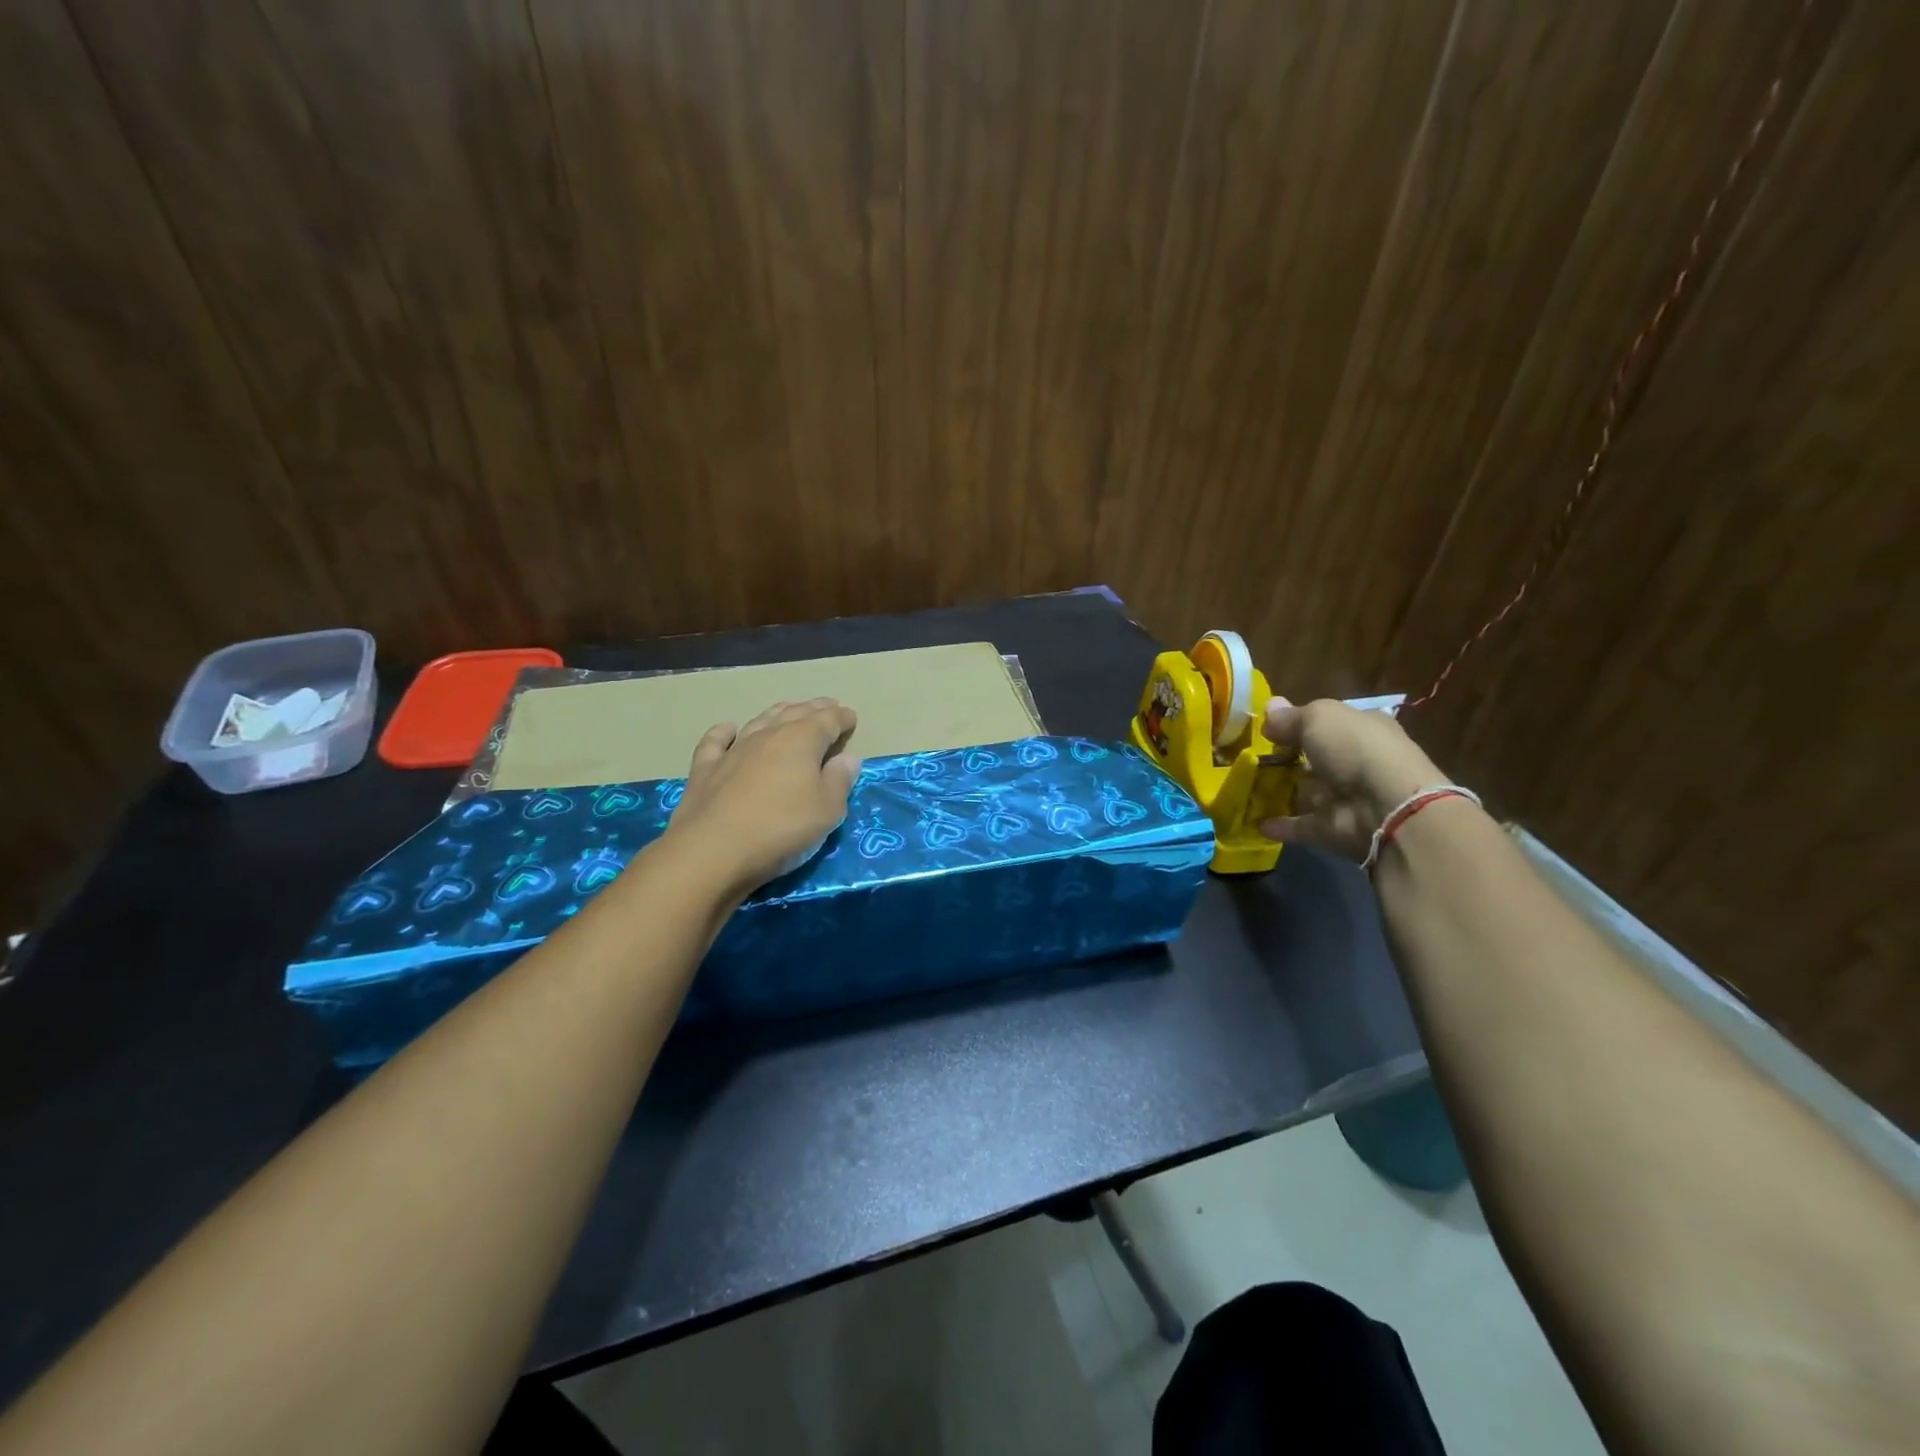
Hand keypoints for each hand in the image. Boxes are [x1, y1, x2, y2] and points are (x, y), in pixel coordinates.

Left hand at [664, 698, 860, 899]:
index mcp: (801, 741)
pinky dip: (724, 732)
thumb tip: (848, 758)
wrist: (713, 850)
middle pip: (795, 714)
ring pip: (760, 721)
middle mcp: (768, 736)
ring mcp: (733, 750)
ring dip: (778, 713)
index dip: (841, 717)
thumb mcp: (827, 811)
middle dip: (814, 709)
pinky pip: (716, 741)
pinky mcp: (706, 768)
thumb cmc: (781, 828)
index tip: (850, 716)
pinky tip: (729, 728)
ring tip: (789, 711)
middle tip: (827, 706)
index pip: (827, 720)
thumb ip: (840, 781)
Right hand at [1259, 698, 1447, 860]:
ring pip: (1307, 792)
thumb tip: (1269, 708)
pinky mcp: (1333, 828)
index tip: (1266, 730)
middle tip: (1248, 759)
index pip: (1328, 723)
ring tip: (1243, 788)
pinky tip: (1254, 821)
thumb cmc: (1354, 749)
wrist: (1385, 807)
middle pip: (1315, 758)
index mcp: (1362, 728)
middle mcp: (1356, 761)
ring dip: (1279, 792)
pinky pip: (1301, 824)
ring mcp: (1345, 797)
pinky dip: (1280, 824)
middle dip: (1286, 759)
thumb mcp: (1319, 717)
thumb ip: (1290, 717)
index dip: (1298, 724)